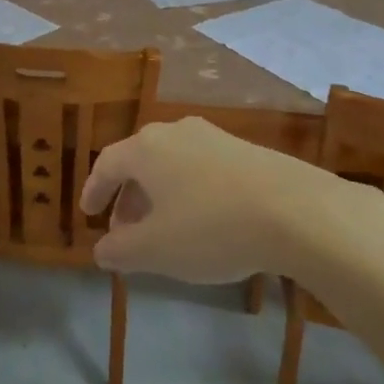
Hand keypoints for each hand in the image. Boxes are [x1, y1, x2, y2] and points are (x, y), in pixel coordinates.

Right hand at [78, 117, 361, 282]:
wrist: (294, 209)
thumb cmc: (211, 227)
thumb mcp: (157, 250)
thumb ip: (120, 250)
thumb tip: (101, 249)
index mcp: (146, 149)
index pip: (107, 164)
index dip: (94, 190)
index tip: (88, 215)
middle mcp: (174, 132)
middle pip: (139, 161)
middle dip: (127, 198)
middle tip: (125, 232)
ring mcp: (212, 137)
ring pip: (171, 164)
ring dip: (159, 195)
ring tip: (164, 230)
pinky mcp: (243, 149)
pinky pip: (201, 168)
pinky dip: (189, 192)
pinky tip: (204, 221)